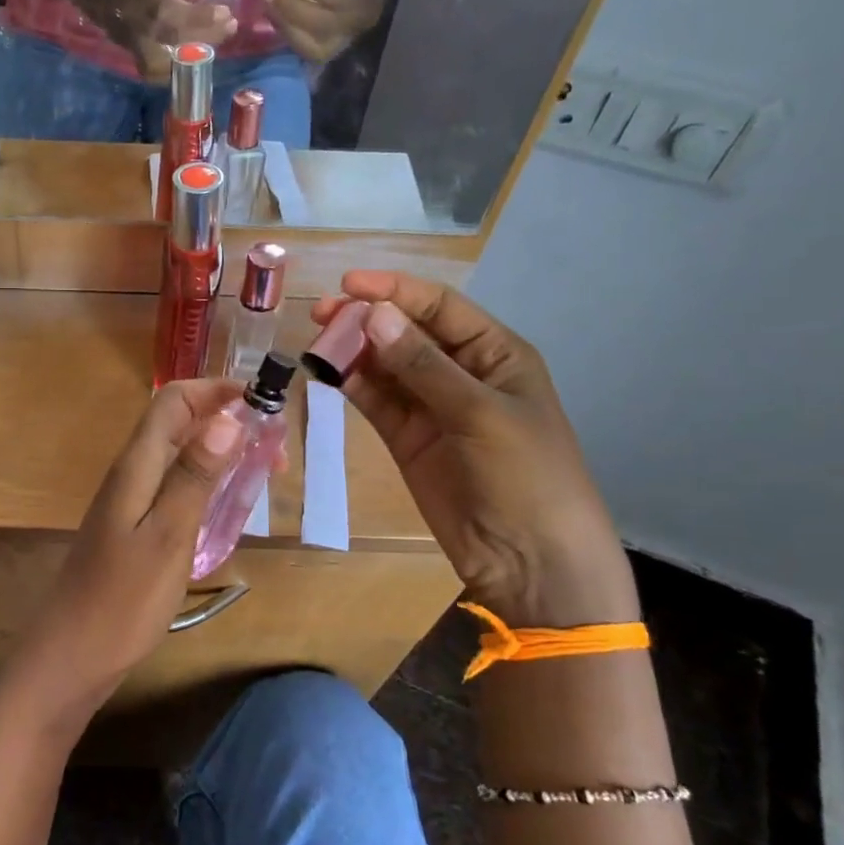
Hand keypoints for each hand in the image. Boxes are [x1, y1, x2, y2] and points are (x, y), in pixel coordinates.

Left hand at [4, 378, 248, 730]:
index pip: (173, 401)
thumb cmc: (123, 600)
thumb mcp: (168, 535)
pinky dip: (206, 483)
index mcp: (136, 466)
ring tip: (262, 473)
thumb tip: (226, 418)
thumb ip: (194, 476)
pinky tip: (227, 508)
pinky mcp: (133, 527)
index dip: (216, 390)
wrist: (72, 655)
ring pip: (178, 456)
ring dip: (219, 452)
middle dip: (226, 421)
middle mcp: (131, 474)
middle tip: (274, 451)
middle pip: (177, 424)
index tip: (264, 401)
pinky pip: (174, 486)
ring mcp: (129, 501)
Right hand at [76, 0, 237, 82]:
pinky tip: (191, 61)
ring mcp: (137, 44)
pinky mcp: (132, 54)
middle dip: (208, 36)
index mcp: (151, 2)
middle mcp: (145, 28)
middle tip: (229, 28)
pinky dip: (174, 68)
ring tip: (213, 46)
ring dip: (194, 55)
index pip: (183, 16)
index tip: (228, 14)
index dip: (206, 17)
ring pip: (170, 61)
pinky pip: (156, 69)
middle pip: (181, 41)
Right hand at [313, 271, 637, 628]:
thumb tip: (373, 315)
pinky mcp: (406, 437)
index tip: (349, 285)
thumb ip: (422, 365)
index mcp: (495, 354)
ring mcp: (431, 406)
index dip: (396, 291)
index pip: (440, 308)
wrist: (528, 559)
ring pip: (385, 365)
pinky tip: (326, 372)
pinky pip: (375, 400)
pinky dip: (351, 384)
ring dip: (353, 350)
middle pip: (406, 332)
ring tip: (316, 339)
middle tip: (321, 315)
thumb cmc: (525, 475)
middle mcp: (461, 372)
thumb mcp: (479, 413)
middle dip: (367, 319)